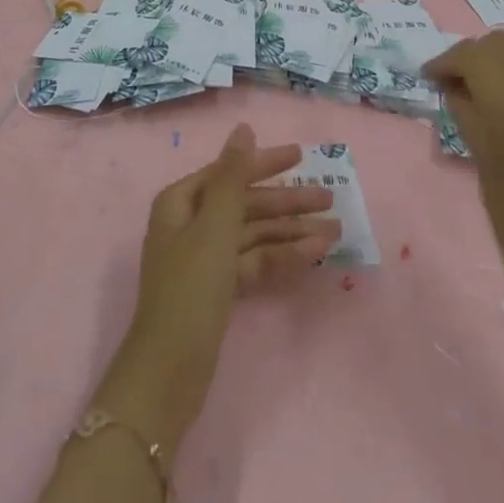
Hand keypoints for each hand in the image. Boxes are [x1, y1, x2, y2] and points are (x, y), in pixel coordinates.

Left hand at [95, 125, 338, 450]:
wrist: (168, 373)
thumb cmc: (190, 289)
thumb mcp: (215, 226)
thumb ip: (233, 176)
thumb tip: (243, 128)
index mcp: (181, 201)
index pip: (230, 171)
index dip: (266, 162)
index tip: (301, 155)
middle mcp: (191, 223)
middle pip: (246, 203)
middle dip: (287, 202)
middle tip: (330, 197)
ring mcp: (205, 257)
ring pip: (254, 234)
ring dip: (292, 231)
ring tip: (334, 231)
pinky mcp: (218, 288)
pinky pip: (254, 261)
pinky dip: (281, 257)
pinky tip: (313, 254)